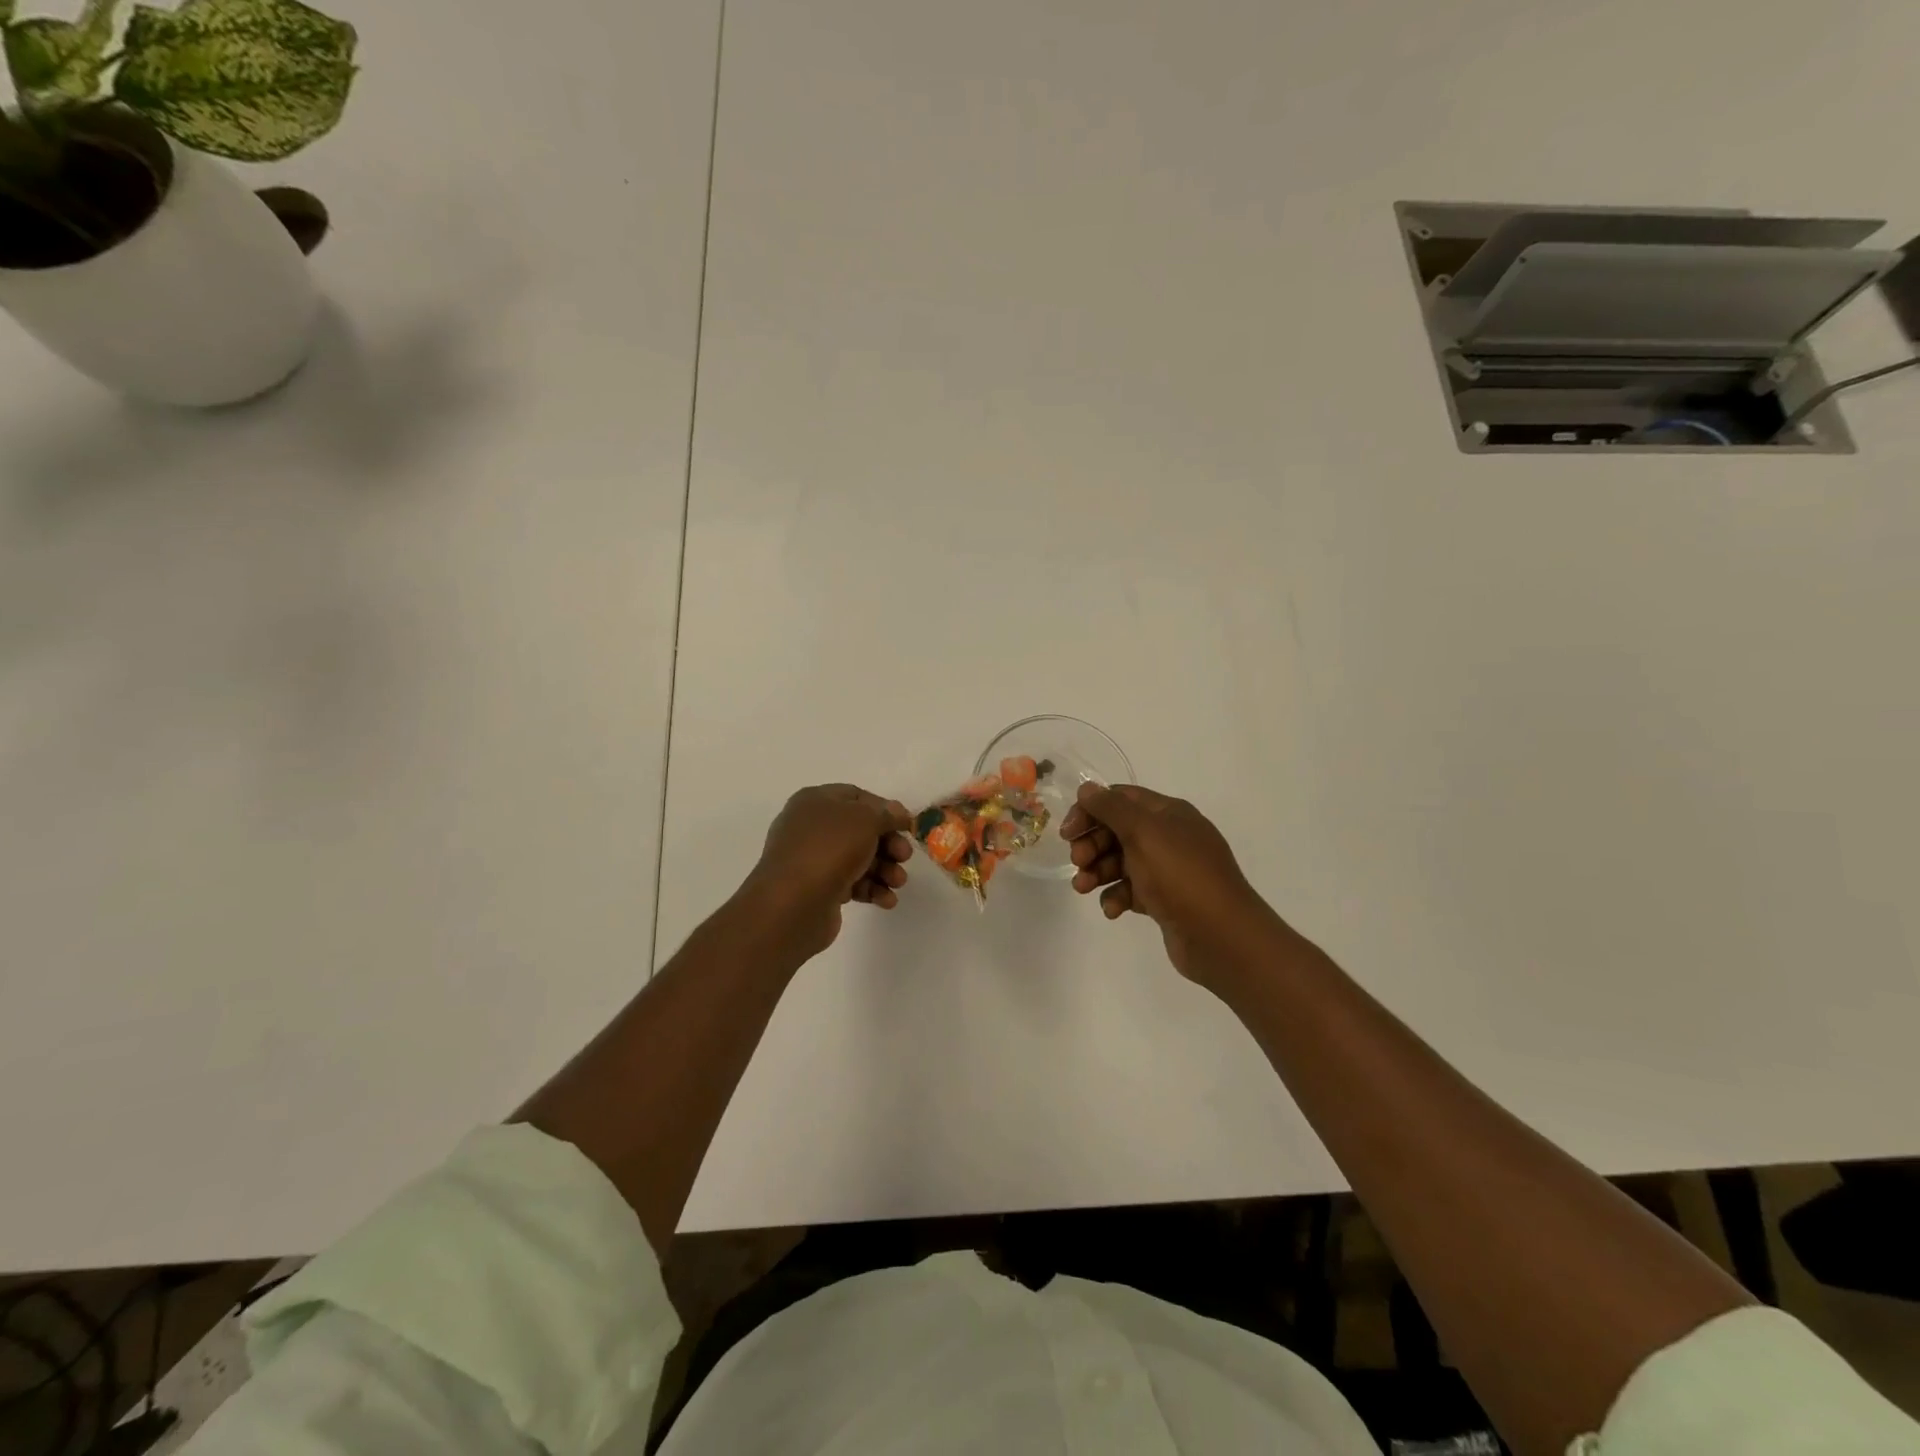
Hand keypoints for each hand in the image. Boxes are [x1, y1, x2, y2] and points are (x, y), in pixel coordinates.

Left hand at [741, 784, 913, 956]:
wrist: (792, 904)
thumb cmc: (829, 849)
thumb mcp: (865, 820)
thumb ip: (886, 814)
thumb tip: (896, 812)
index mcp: (815, 801)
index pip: (857, 797)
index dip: (885, 809)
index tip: (907, 825)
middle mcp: (811, 827)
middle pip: (861, 830)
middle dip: (888, 844)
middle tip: (904, 857)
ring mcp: (813, 860)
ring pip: (858, 859)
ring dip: (884, 869)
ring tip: (897, 883)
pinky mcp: (818, 890)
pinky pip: (851, 883)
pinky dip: (871, 889)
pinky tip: (886, 900)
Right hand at [1061, 782, 1286, 987]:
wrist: (1221, 936)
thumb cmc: (1180, 875)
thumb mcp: (1143, 832)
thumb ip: (1112, 808)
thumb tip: (1088, 789)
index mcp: (1168, 814)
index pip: (1121, 799)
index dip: (1091, 810)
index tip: (1068, 832)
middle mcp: (1170, 837)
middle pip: (1118, 830)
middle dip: (1092, 844)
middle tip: (1077, 861)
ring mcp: (1169, 870)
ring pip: (1121, 862)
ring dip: (1098, 871)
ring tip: (1083, 888)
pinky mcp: (1166, 901)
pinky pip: (1132, 891)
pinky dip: (1117, 897)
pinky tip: (1113, 910)